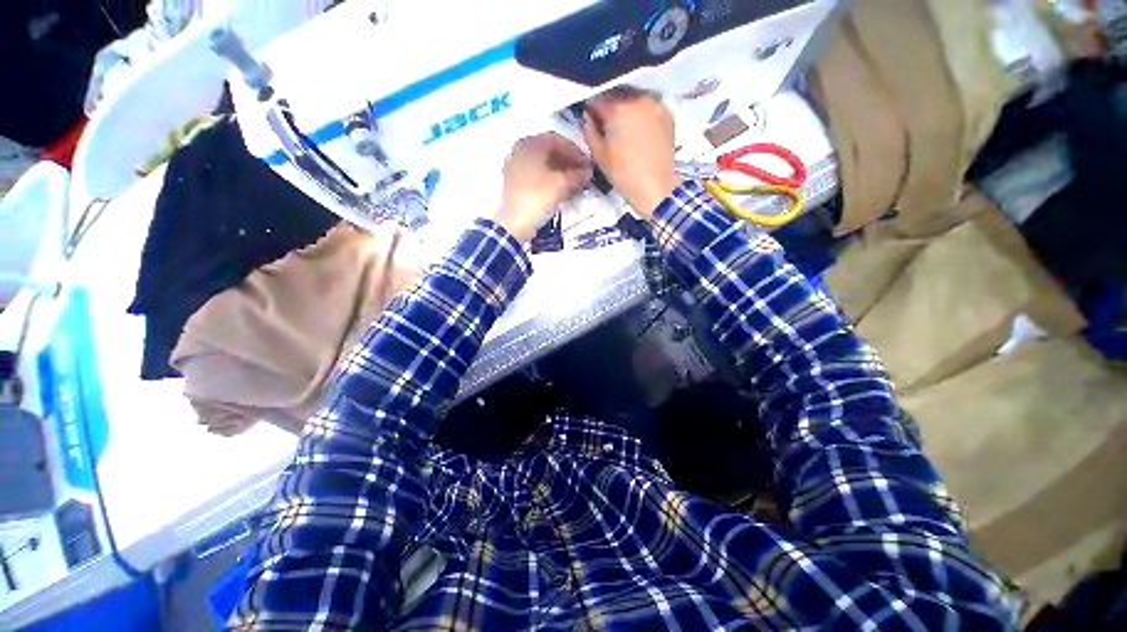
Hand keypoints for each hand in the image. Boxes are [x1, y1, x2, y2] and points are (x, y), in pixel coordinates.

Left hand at [494, 133, 592, 241]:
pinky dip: (551, 182)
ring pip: (544, 166)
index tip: (587, 164)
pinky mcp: (516, 185)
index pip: (557, 140)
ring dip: (562, 174)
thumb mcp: (561, 184)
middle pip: (550, 153)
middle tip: (583, 175)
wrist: (515, 223)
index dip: (575, 152)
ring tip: (576, 186)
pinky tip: (564, 193)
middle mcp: (520, 151)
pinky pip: (537, 178)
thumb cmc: (538, 197)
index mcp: (529, 144)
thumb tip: (587, 172)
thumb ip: (576, 175)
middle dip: (569, 164)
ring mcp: (516, 169)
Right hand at [584, 89, 681, 217]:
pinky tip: (640, 130)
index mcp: (617, 108)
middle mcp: (637, 98)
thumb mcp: (599, 155)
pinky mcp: (667, 113)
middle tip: (608, 126)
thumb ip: (590, 130)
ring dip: (626, 108)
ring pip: (634, 98)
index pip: (597, 99)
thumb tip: (589, 116)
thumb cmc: (623, 174)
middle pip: (617, 95)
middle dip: (610, 107)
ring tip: (625, 128)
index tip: (591, 121)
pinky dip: (641, 113)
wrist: (656, 187)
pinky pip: (649, 105)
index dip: (591, 110)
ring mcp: (655, 104)